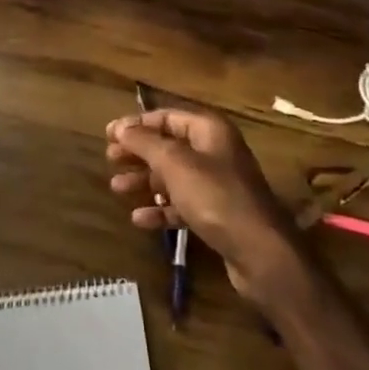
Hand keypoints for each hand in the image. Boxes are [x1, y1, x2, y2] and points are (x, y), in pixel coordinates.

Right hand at [105, 109, 304, 301]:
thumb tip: (120, 127)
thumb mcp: (175, 164)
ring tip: (117, 188)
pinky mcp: (217, 214)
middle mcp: (215, 152)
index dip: (136, 124)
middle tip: (110, 160)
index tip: (108, 135)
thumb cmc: (216, 197)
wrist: (260, 252)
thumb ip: (145, 142)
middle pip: (168, 145)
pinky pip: (182, 204)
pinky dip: (161, 208)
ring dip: (144, 180)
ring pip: (173, 176)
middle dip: (138, 152)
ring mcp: (218, 184)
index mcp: (209, 130)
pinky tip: (139, 219)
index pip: (167, 117)